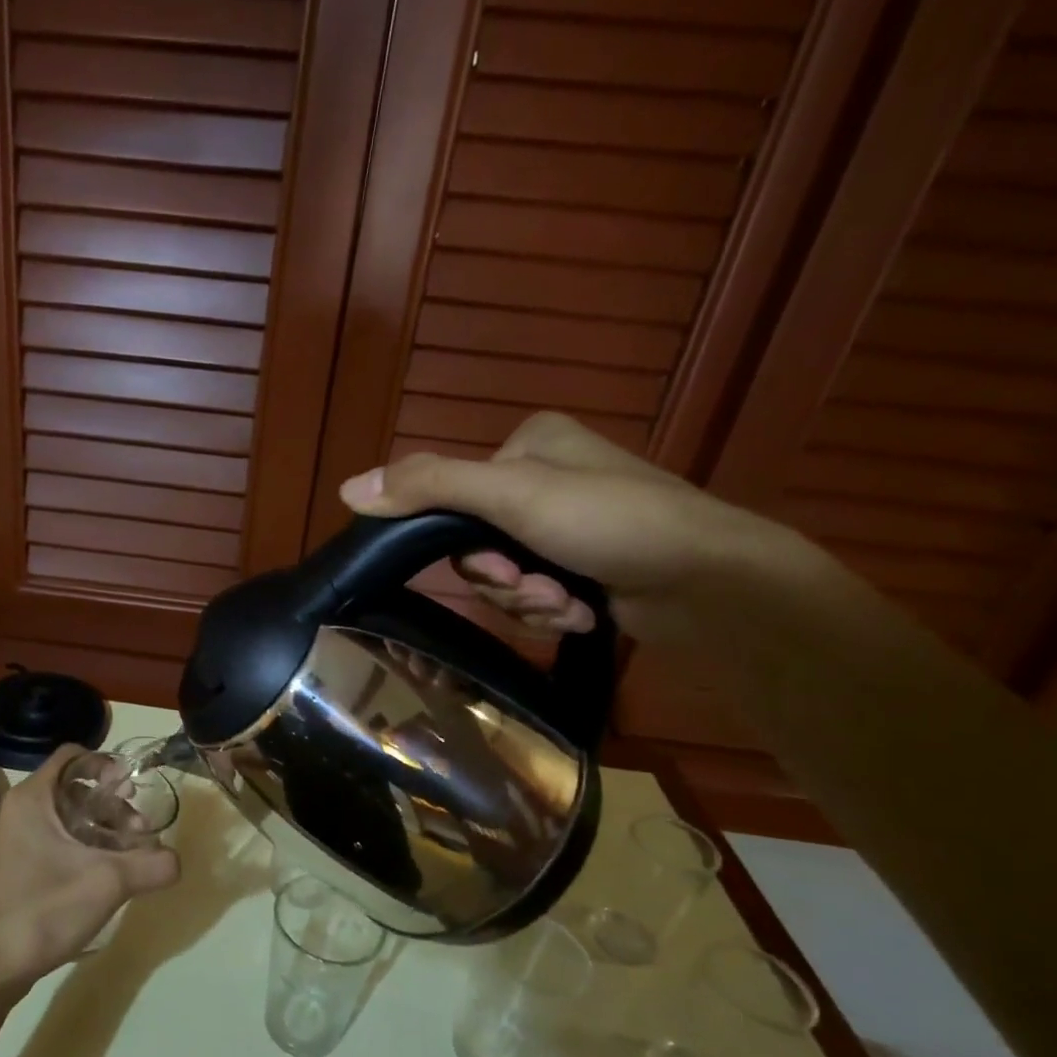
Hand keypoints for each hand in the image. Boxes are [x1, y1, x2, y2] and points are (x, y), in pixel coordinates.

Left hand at [0, 745, 179, 997]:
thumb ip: (150, 865)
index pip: (71, 756)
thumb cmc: (42, 911)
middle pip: (70, 790)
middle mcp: (13, 813)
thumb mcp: (107, 884)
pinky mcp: (7, 872)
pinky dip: (77, 849)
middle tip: (138, 831)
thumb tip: (178, 861)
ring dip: (96, 830)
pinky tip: (99, 878)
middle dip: (109, 806)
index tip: (132, 788)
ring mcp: (6, 844)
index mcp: (29, 800)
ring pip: (61, 820)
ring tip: (125, 858)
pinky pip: (48, 844)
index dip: (106, 763)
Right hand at [339, 412, 781, 642]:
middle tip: (539, 587)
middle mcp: (548, 479)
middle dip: (505, 580)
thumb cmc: (610, 522)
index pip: (455, 499)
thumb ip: (427, 487)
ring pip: (506, 576)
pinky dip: (554, 609)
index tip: (499, 565)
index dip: (464, 545)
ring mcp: (571, 525)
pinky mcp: (589, 565)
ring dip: (529, 600)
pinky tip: (585, 611)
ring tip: (569, 603)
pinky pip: (537, 592)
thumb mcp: (510, 495)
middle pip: (478, 544)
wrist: (712, 584)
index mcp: (529, 445)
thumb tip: (344, 489)